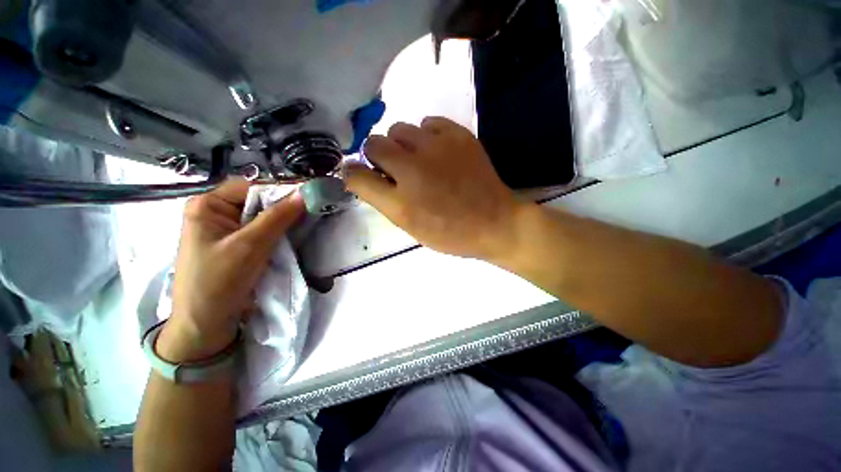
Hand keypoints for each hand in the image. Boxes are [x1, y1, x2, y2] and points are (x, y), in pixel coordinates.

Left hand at [158, 179, 304, 362]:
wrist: (206, 324)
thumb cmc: (218, 281)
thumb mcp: (250, 246)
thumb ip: (278, 217)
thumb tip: (305, 194)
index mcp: (207, 205)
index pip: (251, 187)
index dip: (281, 191)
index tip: (311, 197)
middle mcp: (216, 213)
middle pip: (257, 201)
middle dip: (285, 207)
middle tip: (314, 210)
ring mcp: (227, 230)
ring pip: (263, 217)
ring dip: (285, 221)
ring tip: (309, 221)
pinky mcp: (237, 245)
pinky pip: (263, 232)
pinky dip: (280, 232)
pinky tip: (295, 235)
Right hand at [344, 117, 523, 260]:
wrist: (494, 222)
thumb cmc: (450, 233)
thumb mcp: (412, 227)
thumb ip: (385, 201)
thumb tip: (365, 176)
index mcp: (401, 203)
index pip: (357, 176)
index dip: (353, 174)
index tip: (360, 175)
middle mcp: (413, 170)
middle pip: (373, 143)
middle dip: (377, 155)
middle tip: (394, 169)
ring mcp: (437, 148)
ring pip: (399, 128)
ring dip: (401, 144)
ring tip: (418, 160)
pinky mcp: (458, 135)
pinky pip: (427, 122)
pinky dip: (426, 135)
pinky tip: (437, 152)